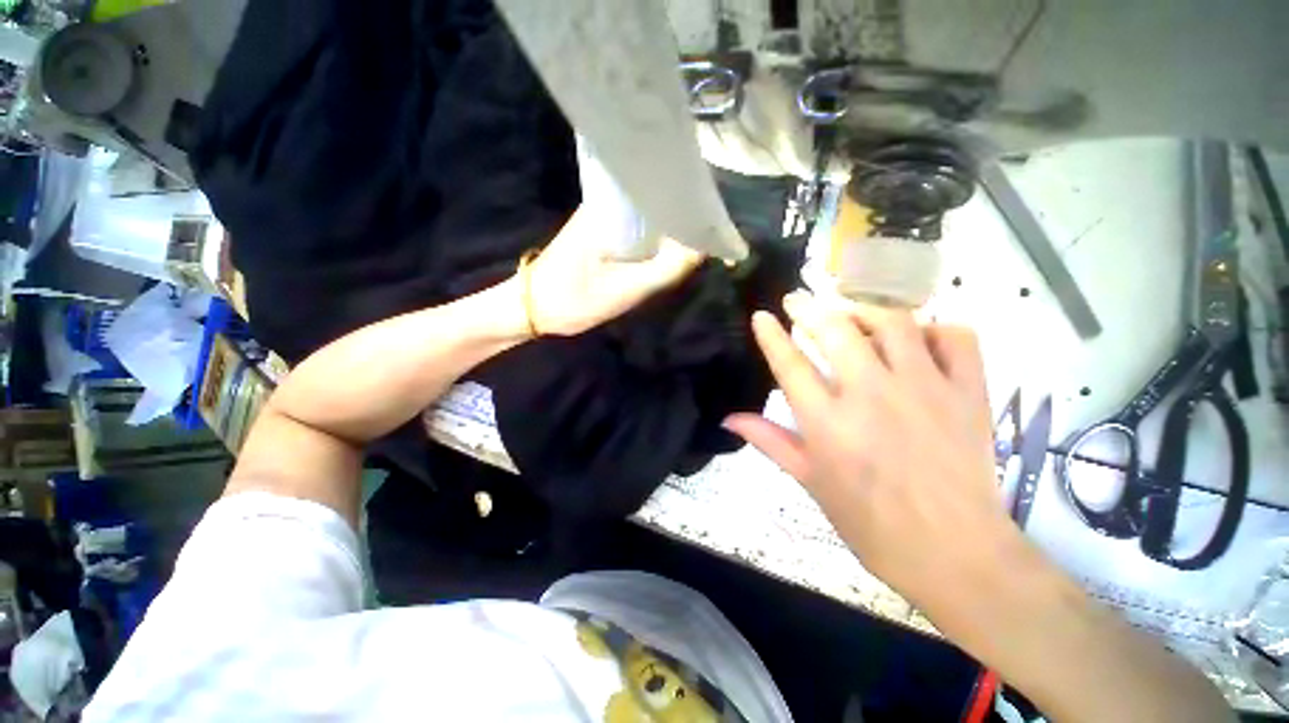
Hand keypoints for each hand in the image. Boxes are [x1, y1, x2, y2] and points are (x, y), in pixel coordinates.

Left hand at [526, 206, 703, 335]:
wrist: (533, 308)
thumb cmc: (572, 299)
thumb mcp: (623, 291)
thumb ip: (664, 270)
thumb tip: (702, 249)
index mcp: (612, 207)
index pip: (663, 188)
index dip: (693, 199)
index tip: (719, 213)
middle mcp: (610, 202)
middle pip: (660, 197)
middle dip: (688, 212)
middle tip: (718, 228)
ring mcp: (607, 217)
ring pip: (652, 213)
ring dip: (675, 225)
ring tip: (706, 235)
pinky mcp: (606, 233)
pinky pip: (642, 228)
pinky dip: (659, 237)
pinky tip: (676, 247)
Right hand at [724, 293, 1021, 614]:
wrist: (956, 553)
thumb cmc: (871, 523)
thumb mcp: (811, 482)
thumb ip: (770, 441)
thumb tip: (729, 419)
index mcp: (828, 423)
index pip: (790, 364)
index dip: (771, 335)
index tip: (762, 315)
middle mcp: (872, 395)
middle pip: (835, 330)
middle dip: (809, 307)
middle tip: (797, 300)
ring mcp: (925, 389)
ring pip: (893, 322)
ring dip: (864, 307)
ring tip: (849, 309)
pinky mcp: (969, 392)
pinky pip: (956, 337)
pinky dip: (935, 327)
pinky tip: (918, 335)